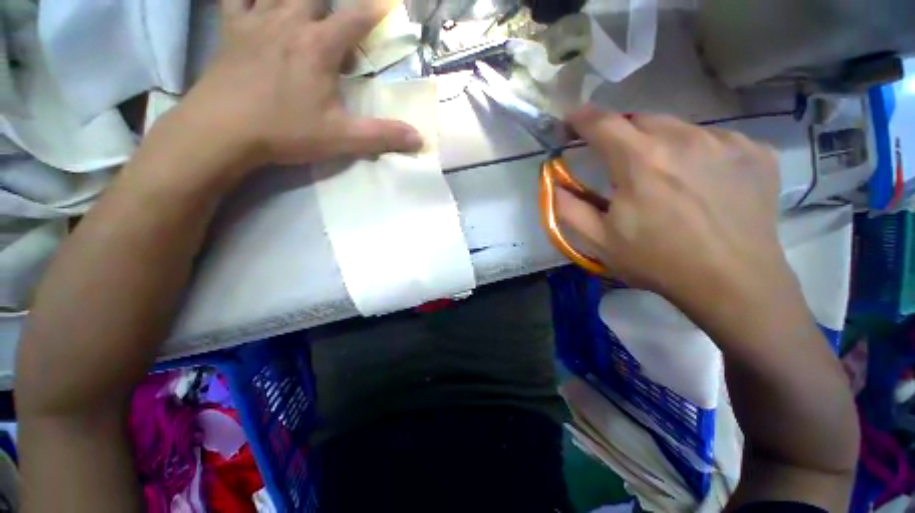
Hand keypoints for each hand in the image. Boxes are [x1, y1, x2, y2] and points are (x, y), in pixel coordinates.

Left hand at [174, 0, 422, 172]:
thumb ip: (382, 136)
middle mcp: (289, 21)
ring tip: (308, 10)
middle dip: (333, 5)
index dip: (374, 11)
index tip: (387, 6)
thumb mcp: (342, 138)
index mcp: (318, 46)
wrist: (223, 131)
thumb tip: (418, 138)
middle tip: (340, 25)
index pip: (354, 18)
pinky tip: (258, 2)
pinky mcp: (230, 29)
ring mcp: (256, 20)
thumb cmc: (285, 131)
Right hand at [557, 107, 788, 311]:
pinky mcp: (755, 151)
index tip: (571, 122)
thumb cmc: (658, 261)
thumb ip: (568, 208)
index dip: (581, 118)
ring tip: (663, 180)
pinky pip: (714, 140)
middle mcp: (685, 138)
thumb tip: (555, 182)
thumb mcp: (599, 241)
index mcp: (640, 161)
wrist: (734, 282)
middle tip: (619, 163)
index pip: (602, 122)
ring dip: (659, 146)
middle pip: (640, 120)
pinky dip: (697, 155)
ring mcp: (726, 141)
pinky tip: (701, 185)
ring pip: (678, 128)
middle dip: (621, 135)